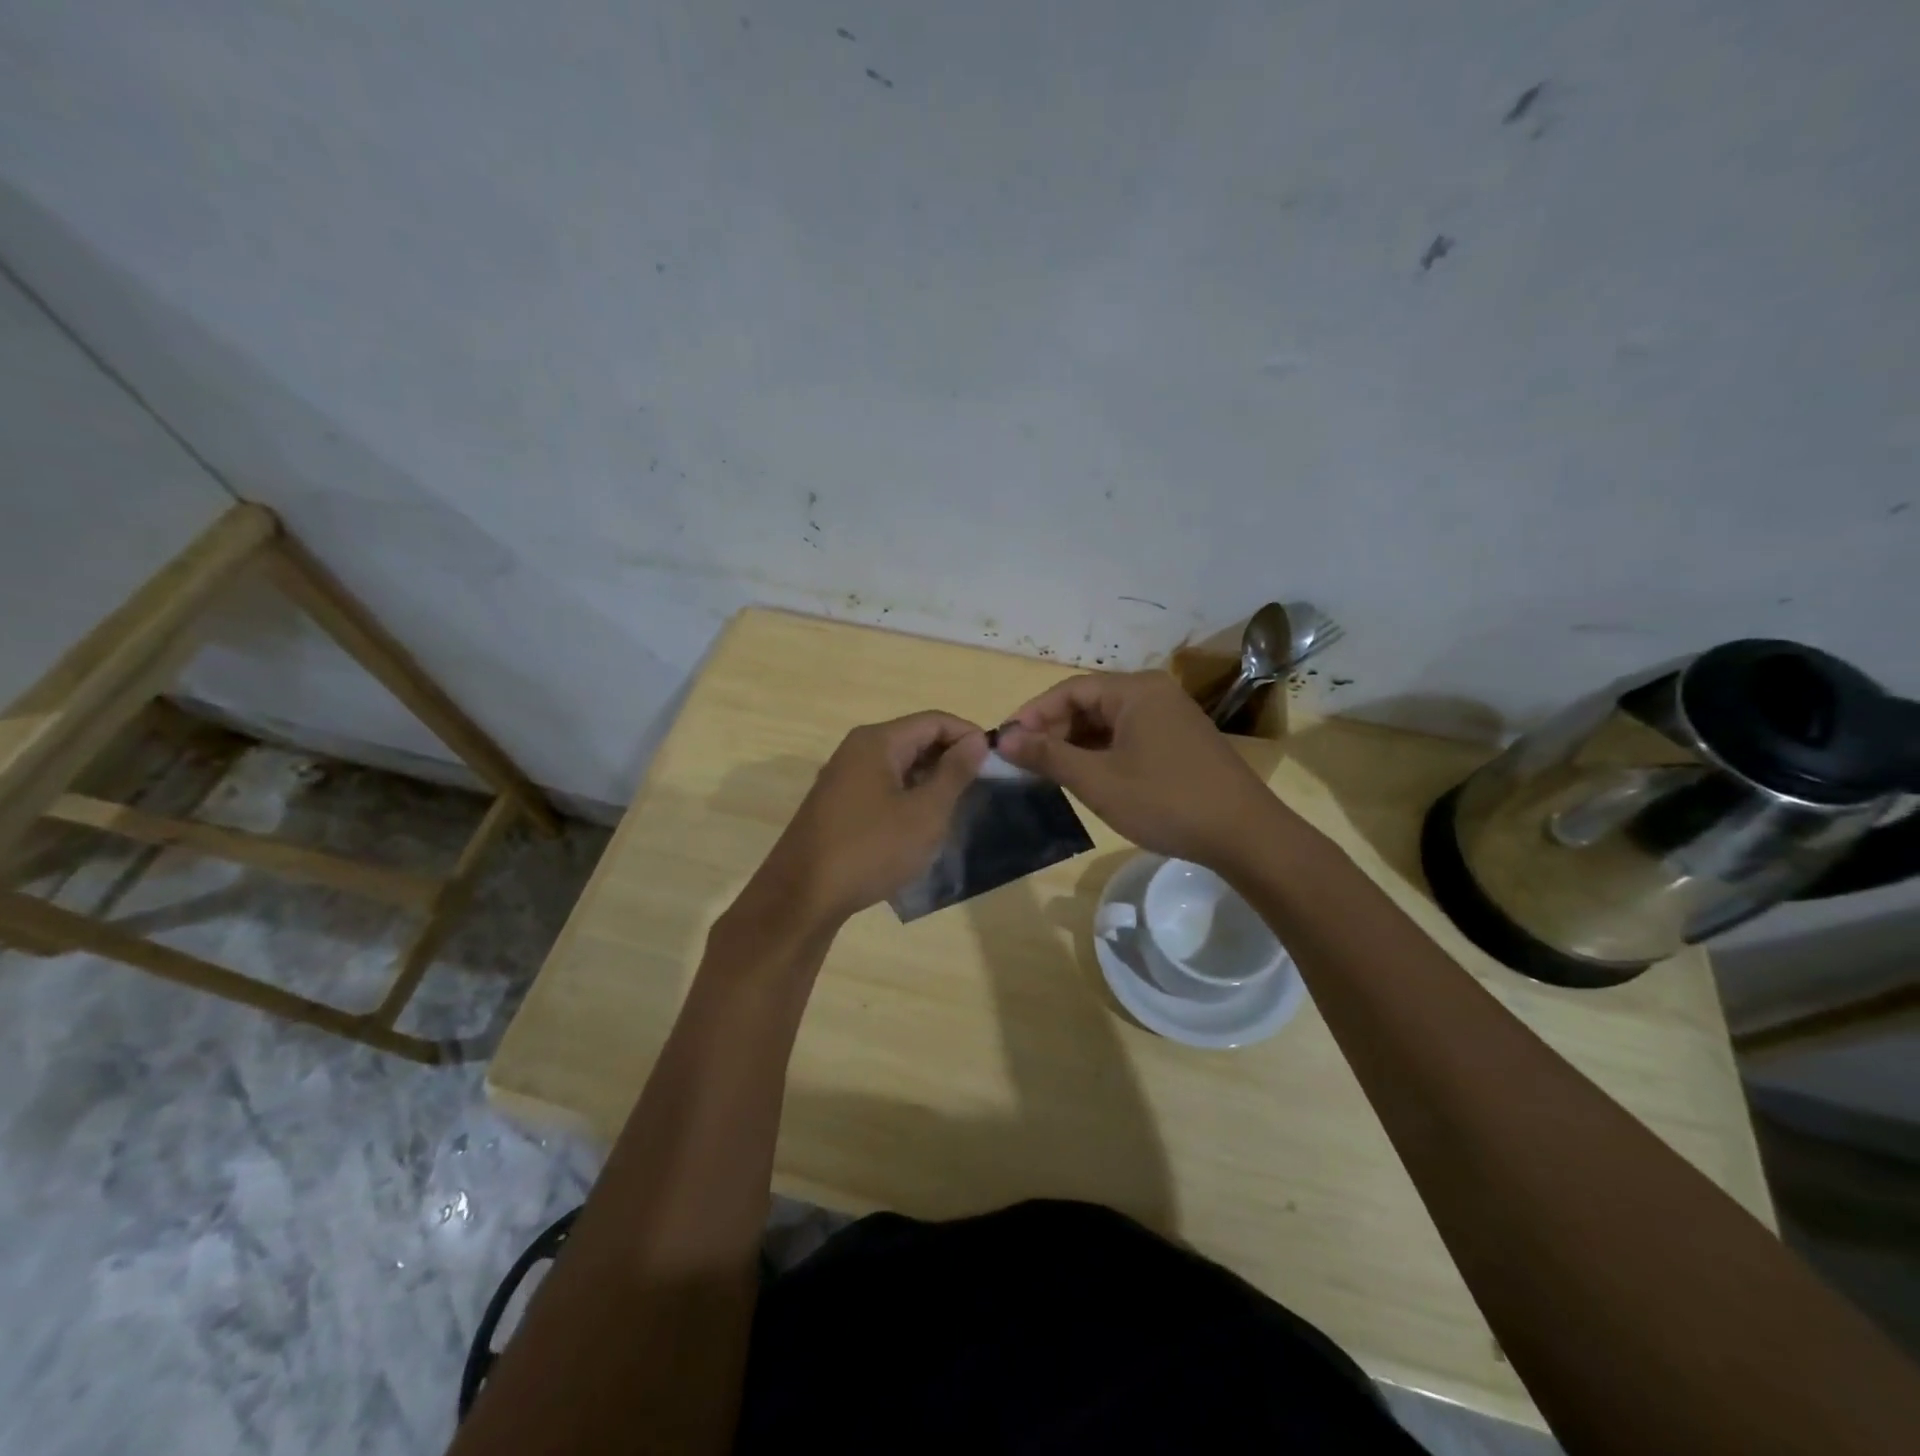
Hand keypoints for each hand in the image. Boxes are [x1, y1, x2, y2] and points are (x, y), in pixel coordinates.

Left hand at [741, 711, 988, 933]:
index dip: (969, 735)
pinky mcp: (838, 805)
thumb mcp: (925, 813)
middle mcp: (856, 750)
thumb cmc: (871, 849)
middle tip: (982, 787)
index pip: (934, 721)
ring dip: (930, 780)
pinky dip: (908, 797)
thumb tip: (976, 740)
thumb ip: (954, 773)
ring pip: (898, 765)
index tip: (997, 762)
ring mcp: (843, 778)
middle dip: (950, 758)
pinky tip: (921, 825)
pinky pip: (882, 787)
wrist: (803, 897)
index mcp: (877, 741)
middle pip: (914, 739)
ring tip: (958, 807)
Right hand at [996, 671, 1275, 869]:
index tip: (1005, 742)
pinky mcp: (1180, 741)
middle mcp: (1154, 693)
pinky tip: (1086, 777)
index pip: (1069, 690)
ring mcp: (1171, 717)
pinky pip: (1129, 737)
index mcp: (1135, 691)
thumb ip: (1048, 756)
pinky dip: (1102, 753)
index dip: (1033, 714)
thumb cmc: (1165, 801)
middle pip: (1089, 703)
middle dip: (1053, 731)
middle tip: (1023, 762)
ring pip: (1108, 722)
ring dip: (1076, 744)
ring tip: (1048, 773)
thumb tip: (1002, 738)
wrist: (1245, 835)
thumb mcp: (1098, 780)